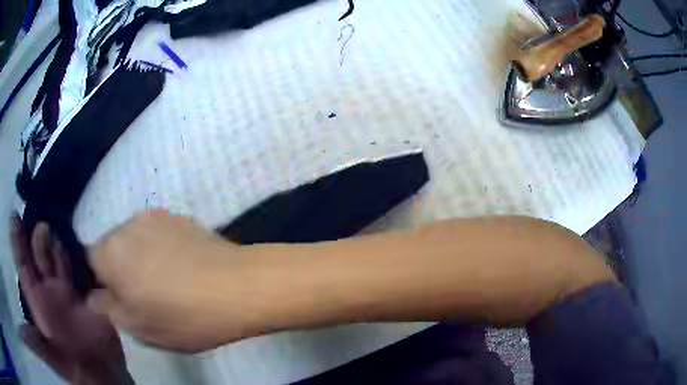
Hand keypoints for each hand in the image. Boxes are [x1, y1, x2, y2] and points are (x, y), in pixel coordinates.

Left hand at [10, 217, 130, 384]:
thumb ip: (37, 345)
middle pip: (39, 258)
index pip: (23, 266)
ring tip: (55, 233)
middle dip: (38, 239)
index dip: (17, 242)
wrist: (104, 379)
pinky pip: (82, 273)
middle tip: (41, 225)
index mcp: (37, 302)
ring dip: (56, 246)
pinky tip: (82, 249)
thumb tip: (26, 335)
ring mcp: (68, 295)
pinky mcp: (88, 299)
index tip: (13, 215)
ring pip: (58, 261)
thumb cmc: (74, 370)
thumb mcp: (53, 359)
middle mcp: (49, 293)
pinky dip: (80, 259)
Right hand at [87, 211, 255, 352]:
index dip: (102, 281)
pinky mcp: (179, 216)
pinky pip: (157, 234)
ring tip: (167, 282)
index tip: (120, 299)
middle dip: (120, 269)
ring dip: (140, 258)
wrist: (239, 288)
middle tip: (144, 295)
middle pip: (112, 247)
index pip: (90, 260)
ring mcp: (155, 216)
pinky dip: (161, 249)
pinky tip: (183, 267)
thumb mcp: (139, 328)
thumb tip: (93, 297)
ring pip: (134, 240)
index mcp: (110, 252)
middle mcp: (127, 224)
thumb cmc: (184, 317)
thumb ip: (108, 309)